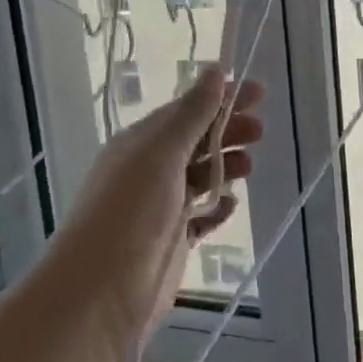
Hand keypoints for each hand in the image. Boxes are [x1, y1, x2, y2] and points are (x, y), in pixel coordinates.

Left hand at [58, 66, 264, 340]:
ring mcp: (160, 207)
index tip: (258, 92)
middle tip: (261, 131)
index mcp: (140, 144)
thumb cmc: (131, 212)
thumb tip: (214, 70)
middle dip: (228, 131)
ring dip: (226, 166)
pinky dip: (217, 208)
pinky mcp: (171, 240)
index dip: (221, 99)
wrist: (101, 291)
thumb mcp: (162, 154)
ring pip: (200, 176)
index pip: (186, 111)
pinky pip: (200, 217)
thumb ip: (192, 114)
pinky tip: (229, 206)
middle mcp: (149, 170)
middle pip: (196, 141)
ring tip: (250, 166)